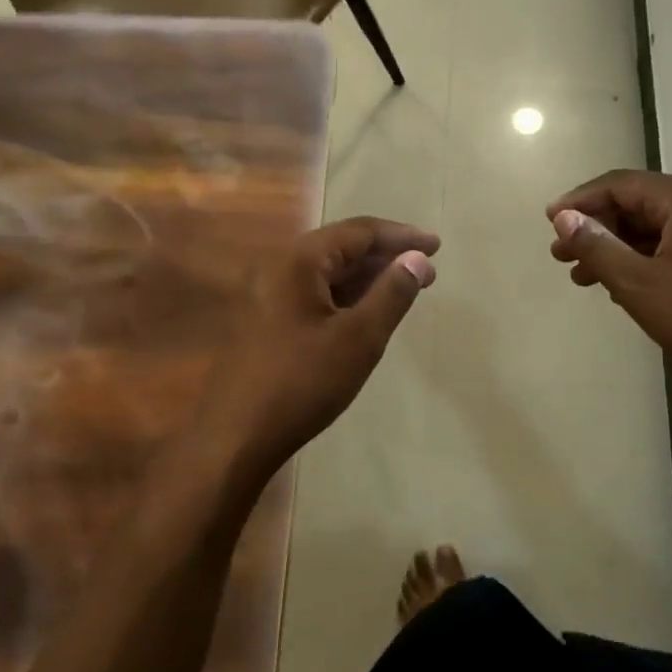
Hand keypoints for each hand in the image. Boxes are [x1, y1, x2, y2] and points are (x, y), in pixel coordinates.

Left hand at [198, 216, 438, 482]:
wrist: (235, 440)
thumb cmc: (303, 384)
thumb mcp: (359, 339)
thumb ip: (392, 293)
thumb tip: (417, 258)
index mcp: (298, 261)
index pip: (358, 231)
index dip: (401, 236)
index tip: (436, 245)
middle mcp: (278, 267)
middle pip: (341, 247)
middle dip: (386, 256)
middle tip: (427, 271)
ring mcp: (267, 295)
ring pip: (327, 273)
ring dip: (367, 277)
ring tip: (405, 289)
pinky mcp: (264, 321)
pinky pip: (313, 294)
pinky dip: (346, 296)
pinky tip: (366, 312)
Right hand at [547, 170, 671, 404]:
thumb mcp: (637, 283)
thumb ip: (596, 245)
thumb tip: (564, 217)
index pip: (620, 184)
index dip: (579, 201)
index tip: (548, 222)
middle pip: (636, 203)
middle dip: (595, 228)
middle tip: (560, 255)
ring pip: (652, 227)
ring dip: (615, 247)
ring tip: (581, 276)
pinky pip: (671, 245)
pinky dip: (640, 259)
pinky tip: (618, 285)